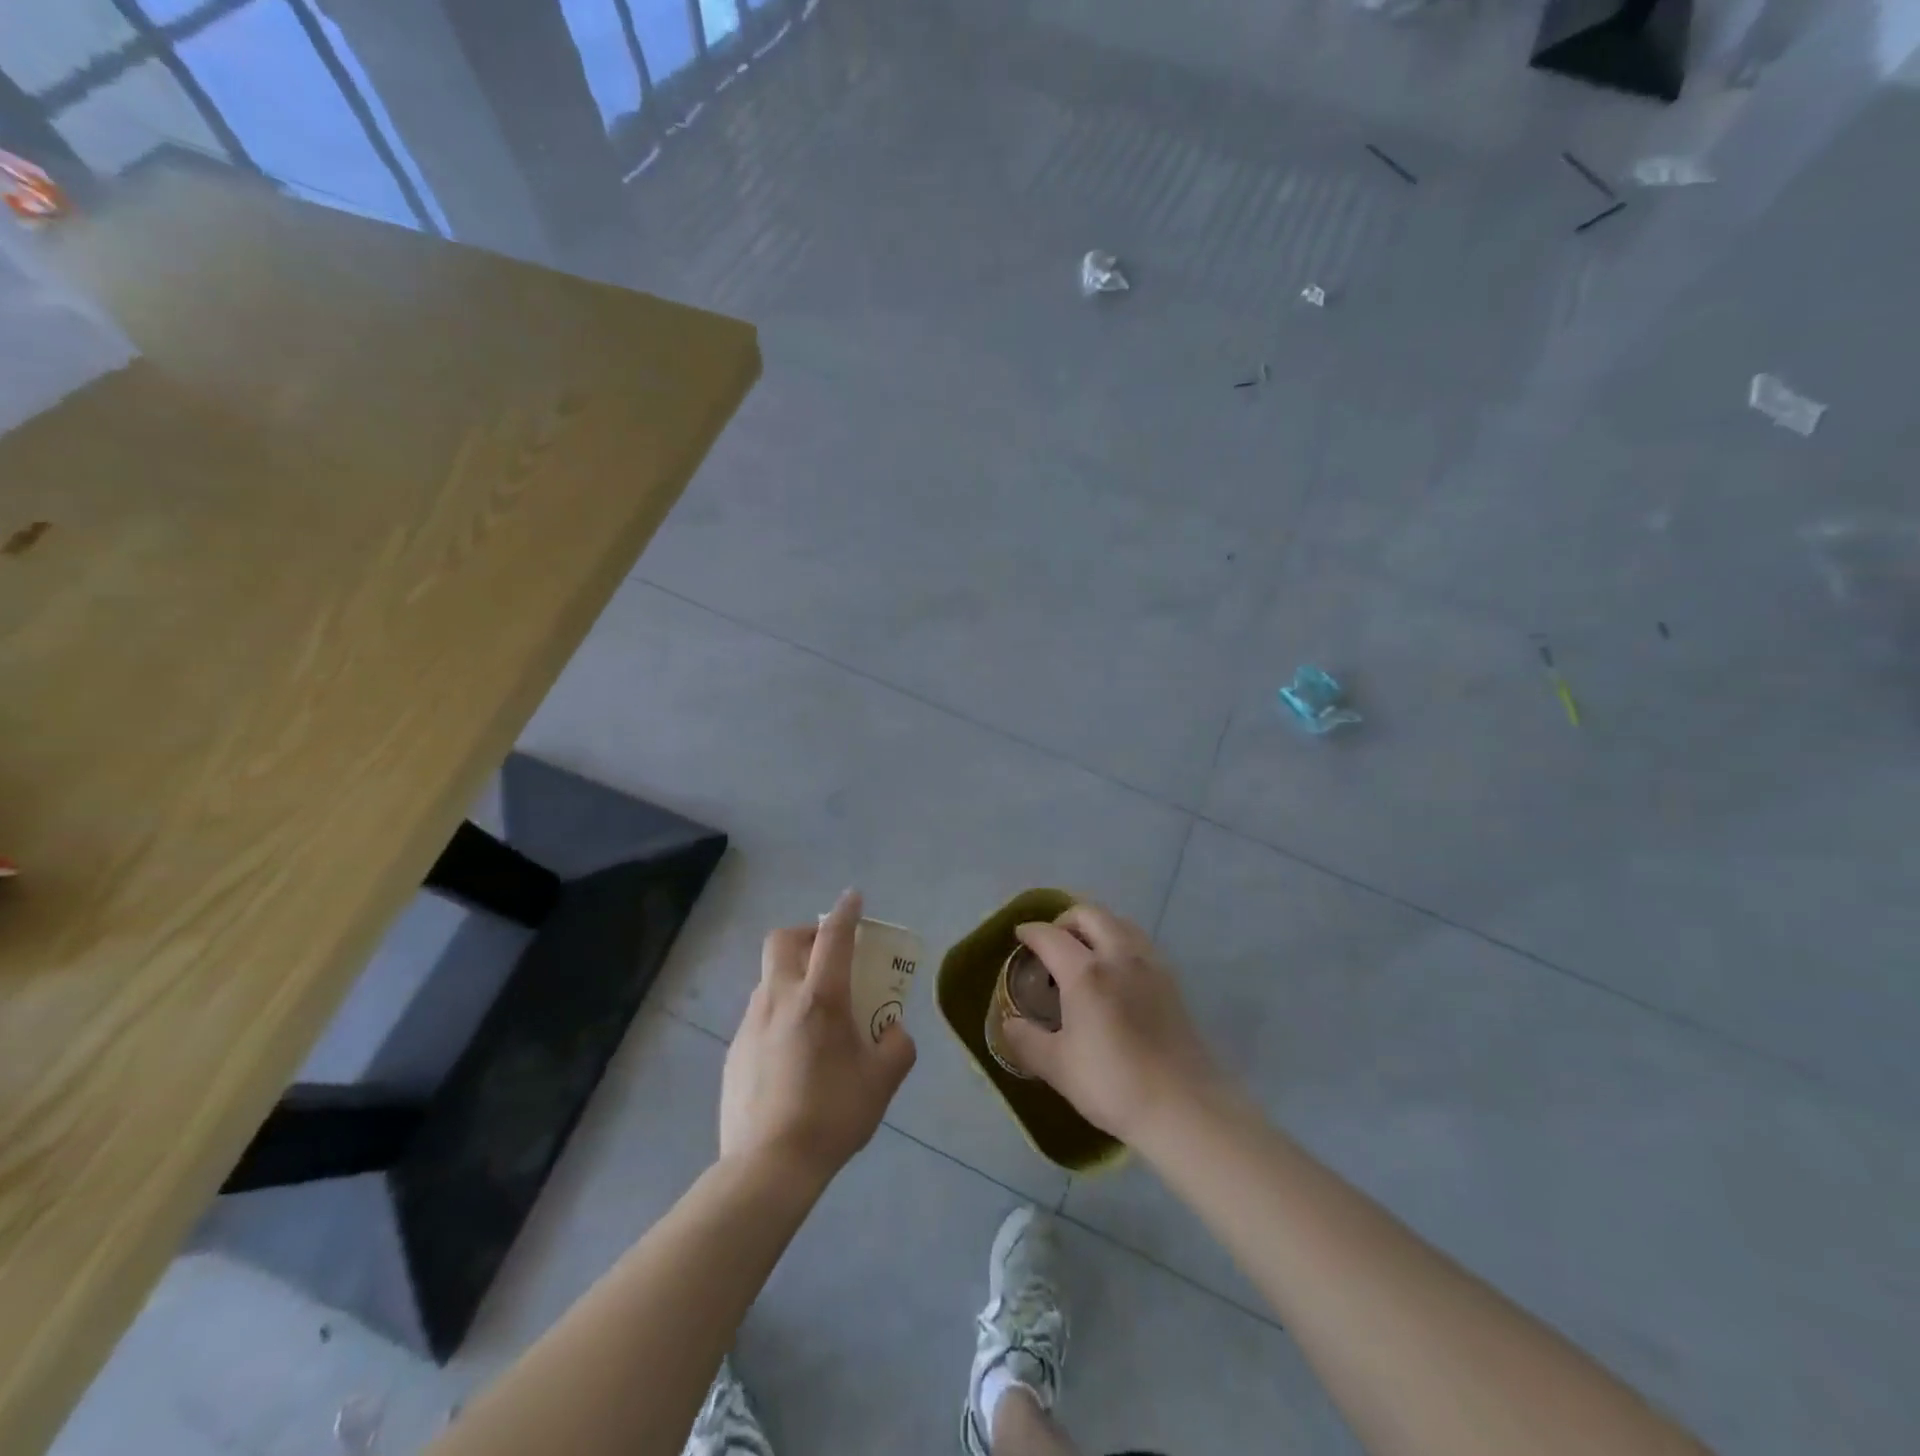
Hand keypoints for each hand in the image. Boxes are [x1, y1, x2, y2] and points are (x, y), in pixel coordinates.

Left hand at [720, 890, 916, 1186]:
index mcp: (819, 998)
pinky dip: (778, 1013)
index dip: (846, 912)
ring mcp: (750, 1023)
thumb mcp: (882, 1081)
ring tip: (814, 1012)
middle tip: (828, 954)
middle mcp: (779, 998)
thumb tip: (893, 1030)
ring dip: (791, 976)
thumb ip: (897, 1046)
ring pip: (769, 978)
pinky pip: (759, 1014)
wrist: (768, 1167)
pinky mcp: (733, 1051)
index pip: (833, 937)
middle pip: (782, 941)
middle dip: (806, 934)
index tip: (853, 898)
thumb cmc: (832, 1115)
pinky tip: (792, 1052)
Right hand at [996, 902, 1224, 1146]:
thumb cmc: (1114, 1084)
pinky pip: (1140, 943)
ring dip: (1097, 926)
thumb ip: (1027, 1041)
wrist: (1184, 1107)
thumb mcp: (1058, 1067)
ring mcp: (1150, 965)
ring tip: (1084, 953)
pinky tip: (1116, 973)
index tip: (1020, 935)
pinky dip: (1120, 942)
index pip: (1051, 936)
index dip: (1031, 932)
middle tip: (1052, 942)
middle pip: (1090, 914)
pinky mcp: (1172, 981)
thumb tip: (1008, 1024)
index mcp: (1086, 972)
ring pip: (1120, 923)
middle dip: (1065, 920)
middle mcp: (1119, 956)